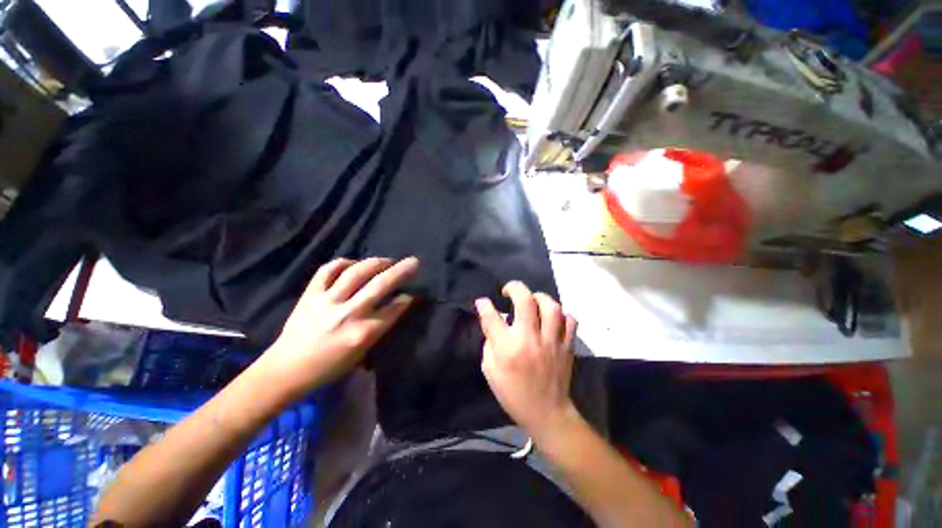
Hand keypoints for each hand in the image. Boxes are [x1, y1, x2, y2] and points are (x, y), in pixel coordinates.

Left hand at [260, 257, 418, 396]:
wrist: (285, 370)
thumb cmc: (328, 367)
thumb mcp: (362, 353)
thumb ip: (381, 327)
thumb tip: (397, 305)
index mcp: (362, 333)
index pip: (393, 310)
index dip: (406, 300)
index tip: (411, 294)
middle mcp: (347, 314)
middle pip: (379, 286)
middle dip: (401, 271)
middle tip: (414, 262)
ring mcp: (326, 302)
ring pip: (355, 273)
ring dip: (376, 263)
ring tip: (387, 260)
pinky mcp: (310, 295)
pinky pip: (327, 270)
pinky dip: (343, 263)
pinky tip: (353, 263)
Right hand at [476, 281, 578, 439]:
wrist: (547, 412)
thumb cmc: (513, 392)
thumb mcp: (490, 370)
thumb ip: (490, 341)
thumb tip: (492, 319)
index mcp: (508, 347)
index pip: (492, 317)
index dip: (484, 305)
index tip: (482, 301)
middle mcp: (530, 338)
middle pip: (525, 301)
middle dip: (514, 287)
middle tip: (508, 290)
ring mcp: (552, 341)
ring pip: (551, 306)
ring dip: (539, 297)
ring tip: (532, 301)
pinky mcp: (567, 345)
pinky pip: (569, 320)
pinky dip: (560, 314)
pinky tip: (552, 317)